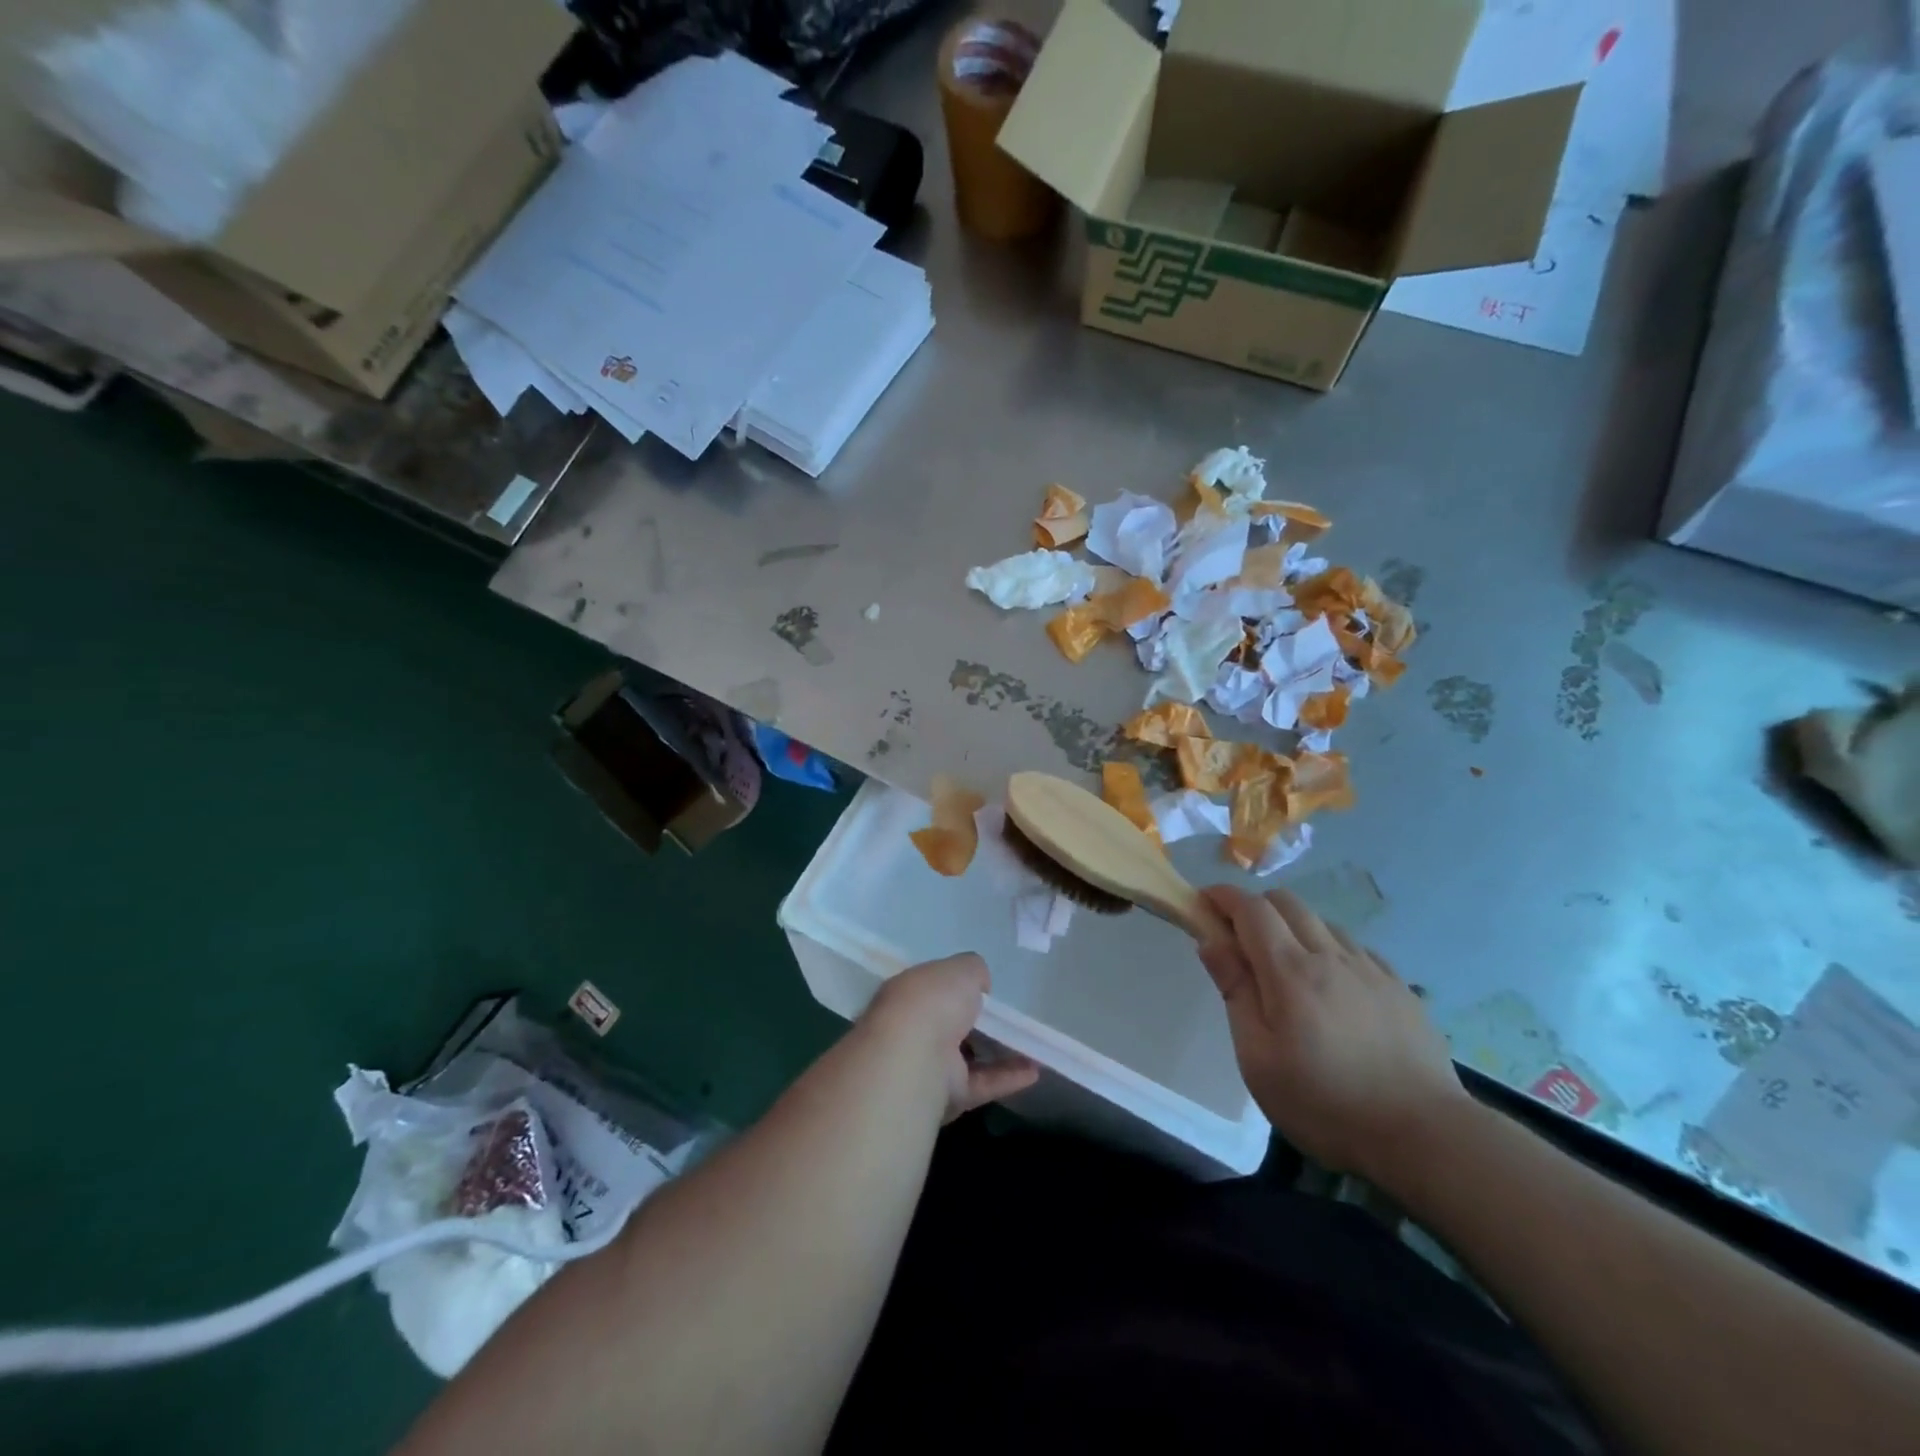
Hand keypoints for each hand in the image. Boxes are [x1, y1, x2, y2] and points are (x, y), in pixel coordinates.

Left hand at [862, 953, 1039, 1121]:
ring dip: (998, 1052)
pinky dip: (1008, 1077)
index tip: (980, 990)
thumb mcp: (960, 969)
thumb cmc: (934, 1001)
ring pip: (968, 1057)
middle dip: (974, 1022)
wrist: (915, 1056)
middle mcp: (914, 1030)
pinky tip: (1035, 1071)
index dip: (954, 988)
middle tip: (1006, 1018)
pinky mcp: (947, 1096)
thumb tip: (980, 985)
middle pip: (948, 1025)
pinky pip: (982, 1083)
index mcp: (908, 994)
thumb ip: (973, 971)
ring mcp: (929, 1065)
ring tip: (1030, 1046)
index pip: (932, 990)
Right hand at [1197, 885, 1468, 1181]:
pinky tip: (1333, 986)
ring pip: (1323, 923)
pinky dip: (1330, 950)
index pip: (1251, 909)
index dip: (1223, 896)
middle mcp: (1331, 956)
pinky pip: (1356, 949)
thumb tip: (1212, 941)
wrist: (1425, 1136)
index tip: (1203, 902)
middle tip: (1239, 940)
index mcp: (1290, 970)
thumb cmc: (1324, 1103)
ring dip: (1294, 927)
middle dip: (1255, 907)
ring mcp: (1371, 970)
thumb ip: (1235, 991)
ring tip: (1287, 968)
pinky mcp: (1400, 989)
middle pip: (1287, 902)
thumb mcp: (1258, 1057)